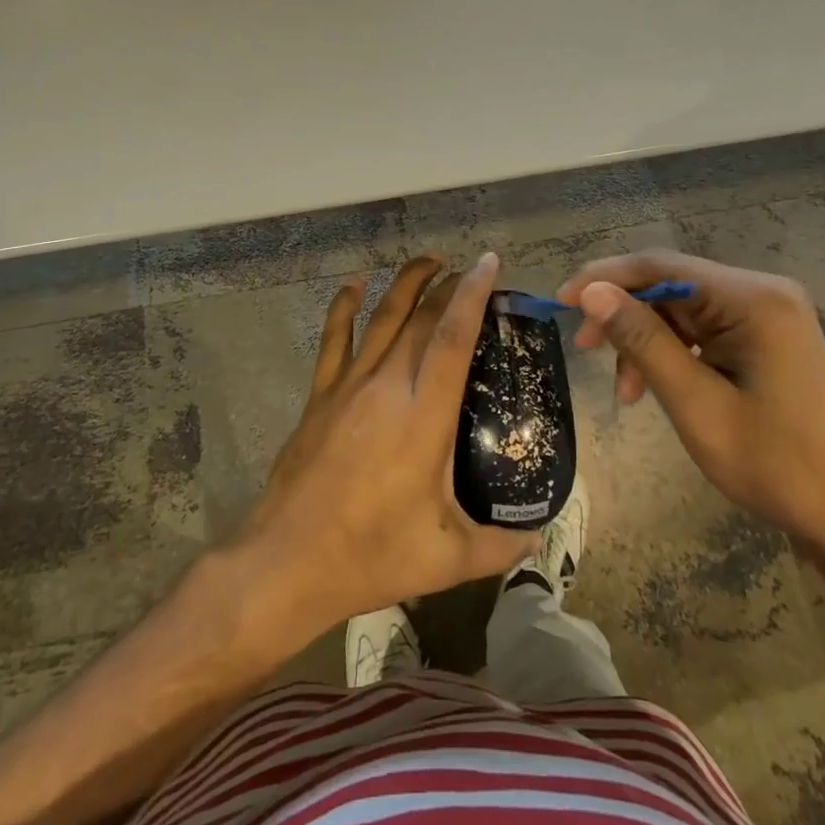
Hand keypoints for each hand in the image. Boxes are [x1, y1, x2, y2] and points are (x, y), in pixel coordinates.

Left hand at [236, 253, 533, 636]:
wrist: (287, 562)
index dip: (472, 295)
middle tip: (471, 272)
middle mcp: (386, 387)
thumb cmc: (371, 556)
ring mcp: (347, 387)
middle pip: (420, 319)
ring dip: (406, 283)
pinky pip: (333, 339)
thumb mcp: (448, 559)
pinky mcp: (320, 396)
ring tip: (430, 261)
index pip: (452, 338)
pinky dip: (343, 306)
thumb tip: (538, 533)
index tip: (489, 263)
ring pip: (380, 317)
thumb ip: (500, 544)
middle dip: (448, 286)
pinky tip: (353, 285)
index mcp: (423, 418)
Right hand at [556, 249, 824, 555]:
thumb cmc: (774, 465)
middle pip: (671, 284)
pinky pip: (704, 329)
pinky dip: (672, 352)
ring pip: (683, 309)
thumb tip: (591, 290)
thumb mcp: (695, 403)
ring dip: (646, 340)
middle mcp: (763, 292)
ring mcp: (769, 314)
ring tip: (626, 391)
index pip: (661, 265)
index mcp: (753, 299)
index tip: (560, 303)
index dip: (604, 278)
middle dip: (624, 315)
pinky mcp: (767, 337)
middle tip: (584, 350)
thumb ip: (642, 340)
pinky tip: (655, 386)